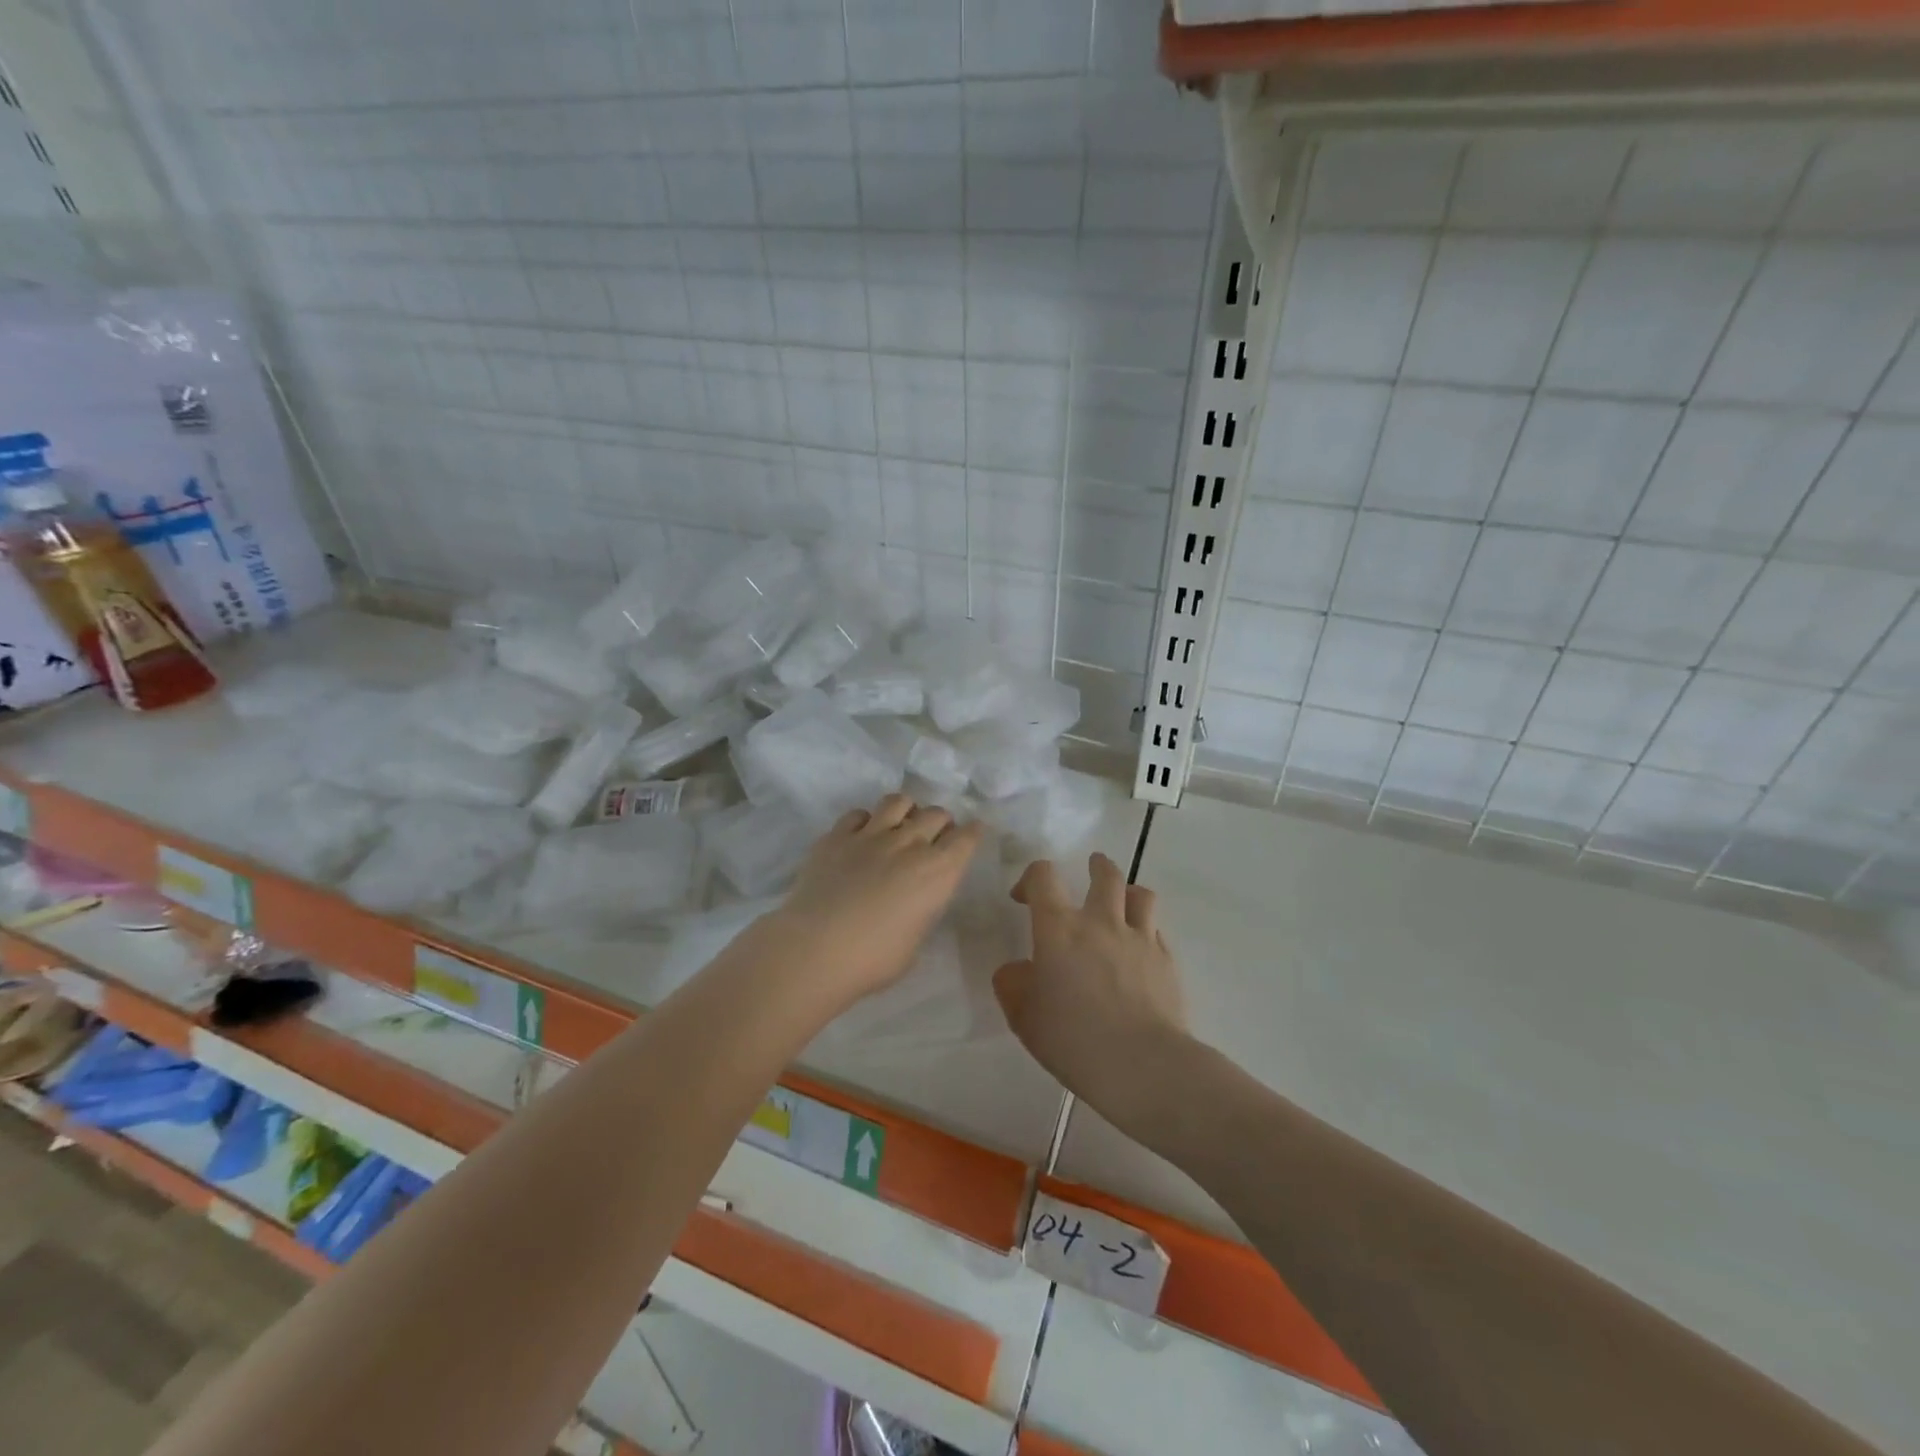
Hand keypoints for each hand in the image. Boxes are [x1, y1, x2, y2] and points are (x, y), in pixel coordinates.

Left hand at [772, 793, 983, 1008]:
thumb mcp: (915, 941)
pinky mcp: (837, 836)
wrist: (815, 949)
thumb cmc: (872, 960)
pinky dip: (866, 821)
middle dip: (941, 822)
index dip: (972, 833)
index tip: (972, 832)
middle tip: (934, 836)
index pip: (966, 838)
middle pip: (936, 814)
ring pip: (898, 801)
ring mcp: (871, 835)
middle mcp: (909, 844)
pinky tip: (861, 836)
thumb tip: (916, 900)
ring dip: (906, 811)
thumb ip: (922, 910)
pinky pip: (858, 814)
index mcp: (937, 872)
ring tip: (900, 825)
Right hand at [993, 854, 1189, 1122]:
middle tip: (1091, 869)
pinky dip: (1146, 929)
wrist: (1143, 1065)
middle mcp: (1100, 921)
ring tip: (1123, 902)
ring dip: (1128, 892)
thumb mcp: (1024, 1017)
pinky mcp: (1167, 960)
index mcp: (1059, 928)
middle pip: (1104, 874)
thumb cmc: (1073, 1039)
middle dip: (1096, 867)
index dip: (1031, 878)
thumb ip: (1014, 985)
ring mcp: (1139, 938)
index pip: (1043, 876)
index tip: (1024, 898)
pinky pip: (1157, 929)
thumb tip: (1017, 970)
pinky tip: (1140, 950)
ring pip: (1140, 894)